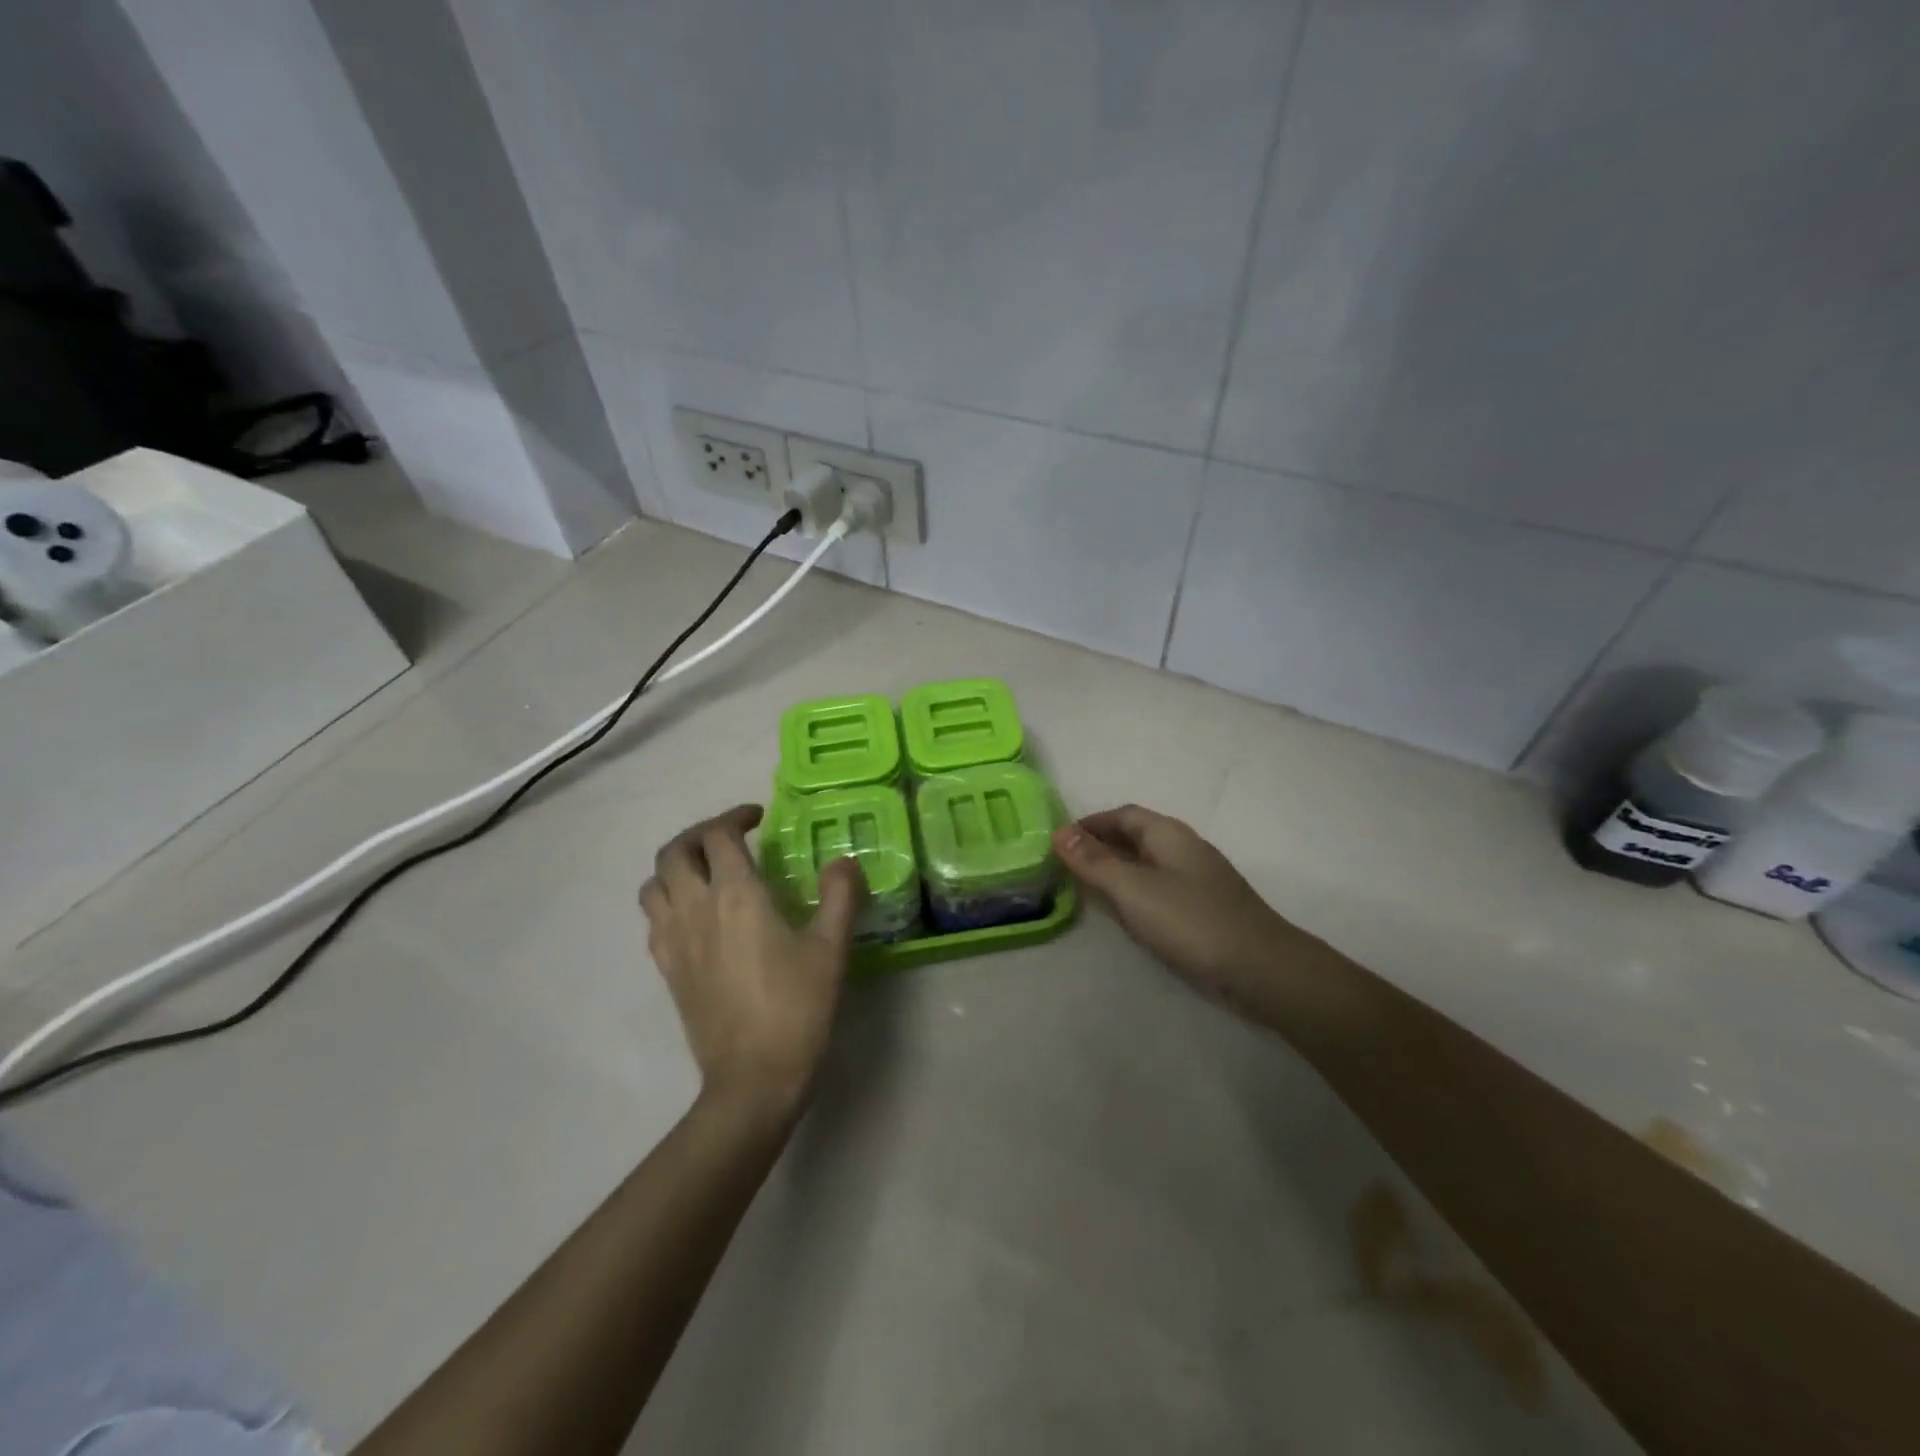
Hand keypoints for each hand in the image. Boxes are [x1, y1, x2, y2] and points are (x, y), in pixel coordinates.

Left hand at [640, 806, 865, 1118]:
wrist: (753, 1079)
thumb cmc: (797, 1008)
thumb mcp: (831, 949)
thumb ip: (840, 895)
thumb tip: (843, 860)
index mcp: (737, 896)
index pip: (718, 835)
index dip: (735, 816)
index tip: (758, 818)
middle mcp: (696, 909)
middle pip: (674, 851)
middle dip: (699, 834)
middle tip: (730, 838)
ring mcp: (674, 941)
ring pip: (654, 884)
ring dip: (676, 865)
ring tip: (707, 870)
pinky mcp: (666, 970)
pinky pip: (653, 919)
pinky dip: (668, 900)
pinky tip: (696, 914)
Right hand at [1052, 805, 1292, 998]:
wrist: (1260, 967)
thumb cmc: (1190, 920)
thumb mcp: (1132, 889)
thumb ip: (1094, 861)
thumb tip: (1058, 831)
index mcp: (1168, 834)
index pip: (1123, 814)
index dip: (1090, 824)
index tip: (1061, 842)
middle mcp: (1185, 847)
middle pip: (1137, 836)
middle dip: (1102, 845)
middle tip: (1069, 866)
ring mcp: (1199, 877)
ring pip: (1150, 863)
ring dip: (1119, 869)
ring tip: (1091, 889)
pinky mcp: (1206, 906)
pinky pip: (1162, 886)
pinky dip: (1138, 891)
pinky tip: (1130, 913)